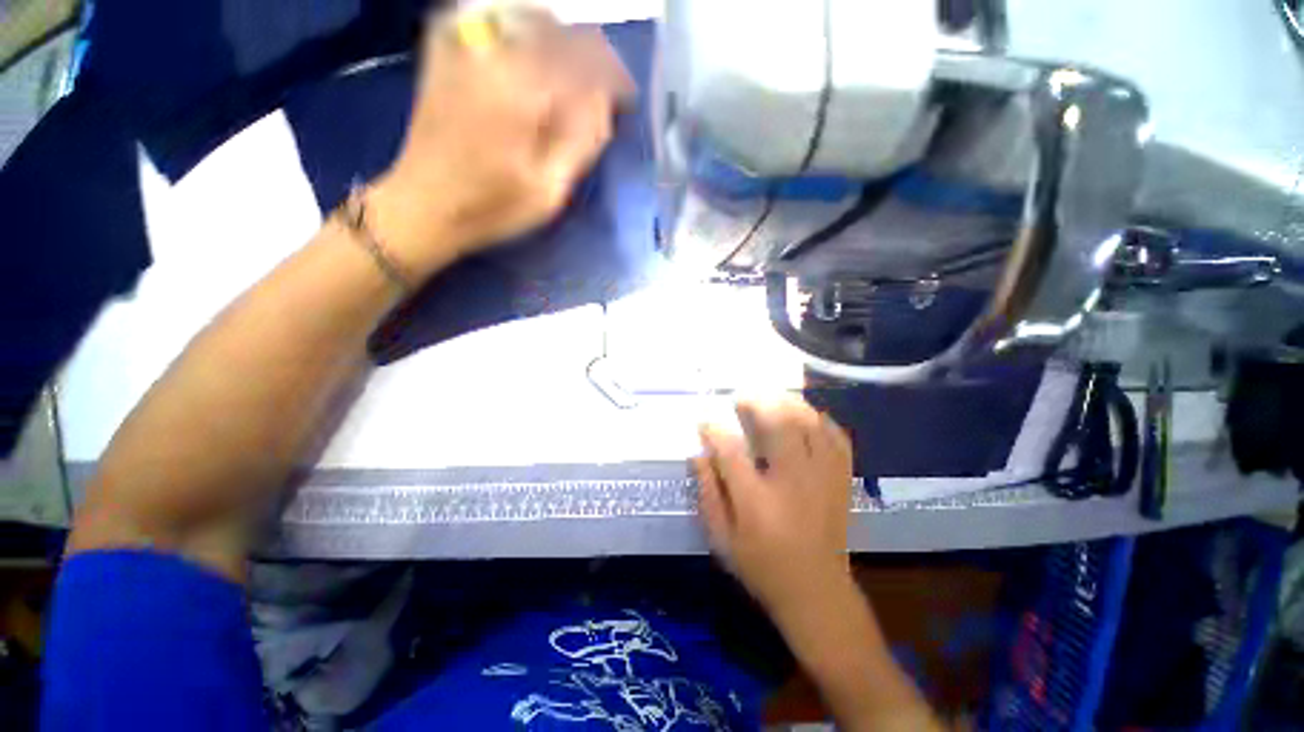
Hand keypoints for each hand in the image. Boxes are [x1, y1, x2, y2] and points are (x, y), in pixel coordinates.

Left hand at [368, 6, 634, 278]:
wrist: (424, 205)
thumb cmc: (492, 208)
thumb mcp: (549, 191)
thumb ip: (581, 142)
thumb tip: (605, 104)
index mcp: (523, 92)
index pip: (586, 61)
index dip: (613, 77)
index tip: (626, 100)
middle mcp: (495, 54)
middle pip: (559, 31)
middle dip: (591, 56)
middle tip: (604, 86)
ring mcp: (465, 48)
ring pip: (527, 17)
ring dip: (561, 38)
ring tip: (576, 67)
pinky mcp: (445, 52)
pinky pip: (488, 16)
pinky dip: (518, 23)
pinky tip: (530, 43)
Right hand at [693, 395, 855, 621]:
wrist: (817, 593)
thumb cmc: (762, 566)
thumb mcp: (722, 538)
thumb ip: (708, 493)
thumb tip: (698, 455)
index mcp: (757, 501)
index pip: (730, 451)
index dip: (714, 429)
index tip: (705, 420)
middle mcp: (791, 483)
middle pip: (777, 425)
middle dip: (757, 402)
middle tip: (742, 396)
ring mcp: (822, 479)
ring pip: (809, 424)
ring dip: (787, 404)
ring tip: (771, 397)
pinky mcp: (840, 480)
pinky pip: (836, 438)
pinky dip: (822, 421)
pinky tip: (807, 416)